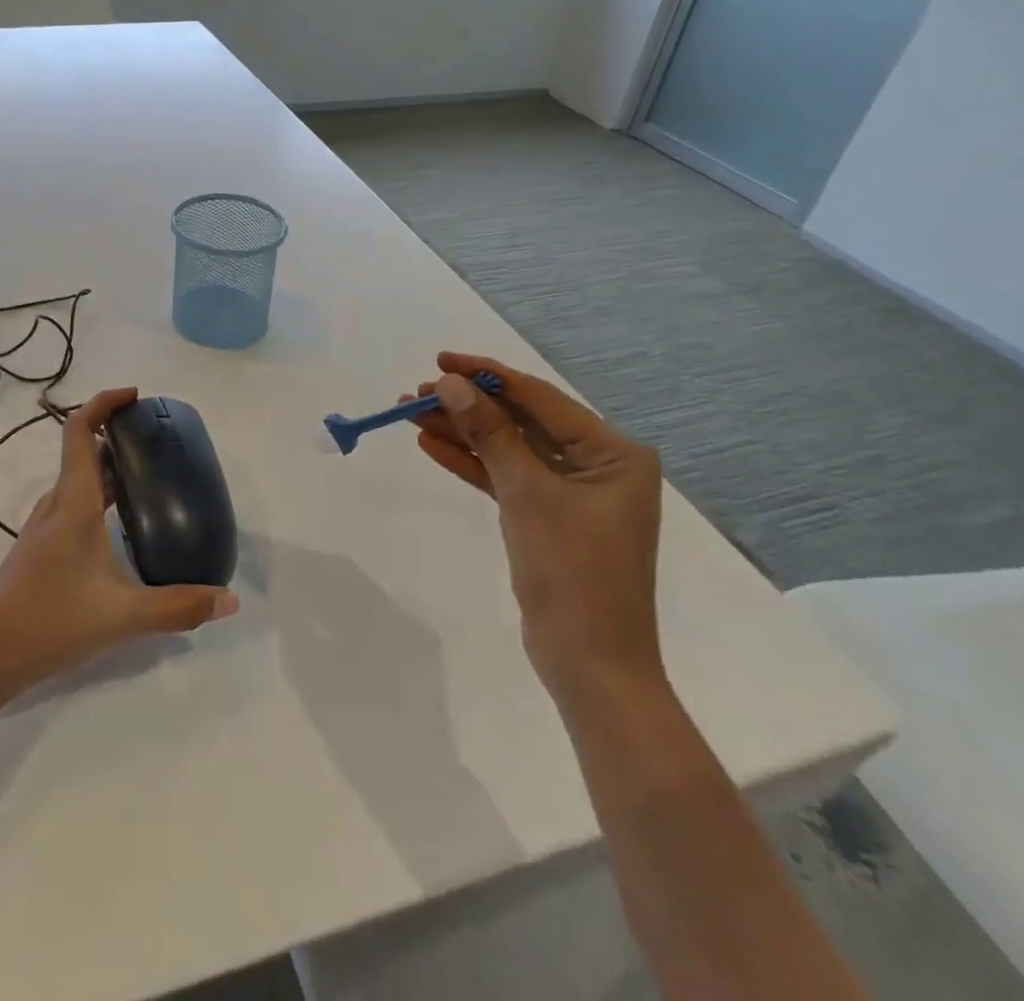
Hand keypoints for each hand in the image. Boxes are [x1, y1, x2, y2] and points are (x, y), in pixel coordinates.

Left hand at [0, 387, 237, 700]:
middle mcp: (56, 506)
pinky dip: (99, 495)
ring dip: (108, 467)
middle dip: (116, 434)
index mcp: (73, 503)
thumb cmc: (49, 623)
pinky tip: (120, 524)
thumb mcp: (122, 616)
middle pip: (82, 451)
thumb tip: (229, 600)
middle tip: (157, 438)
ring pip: (78, 481)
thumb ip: (178, 607)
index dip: (103, 403)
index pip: (80, 431)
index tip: (135, 396)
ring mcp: (44, 528)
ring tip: (148, 475)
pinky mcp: (40, 550)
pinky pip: (73, 504)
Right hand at [406, 354, 663, 705]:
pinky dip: (471, 463)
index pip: (540, 398)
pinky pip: (505, 477)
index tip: (440, 360)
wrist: (590, 664)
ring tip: (410, 414)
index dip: (487, 376)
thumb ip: (489, 434)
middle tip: (415, 392)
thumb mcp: (526, 494)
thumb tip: (450, 384)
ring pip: (508, 448)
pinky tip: (431, 445)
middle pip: (521, 421)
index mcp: (613, 453)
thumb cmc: (572, 572)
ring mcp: (571, 492)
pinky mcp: (547, 516)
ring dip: (463, 432)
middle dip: (469, 406)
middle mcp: (597, 465)